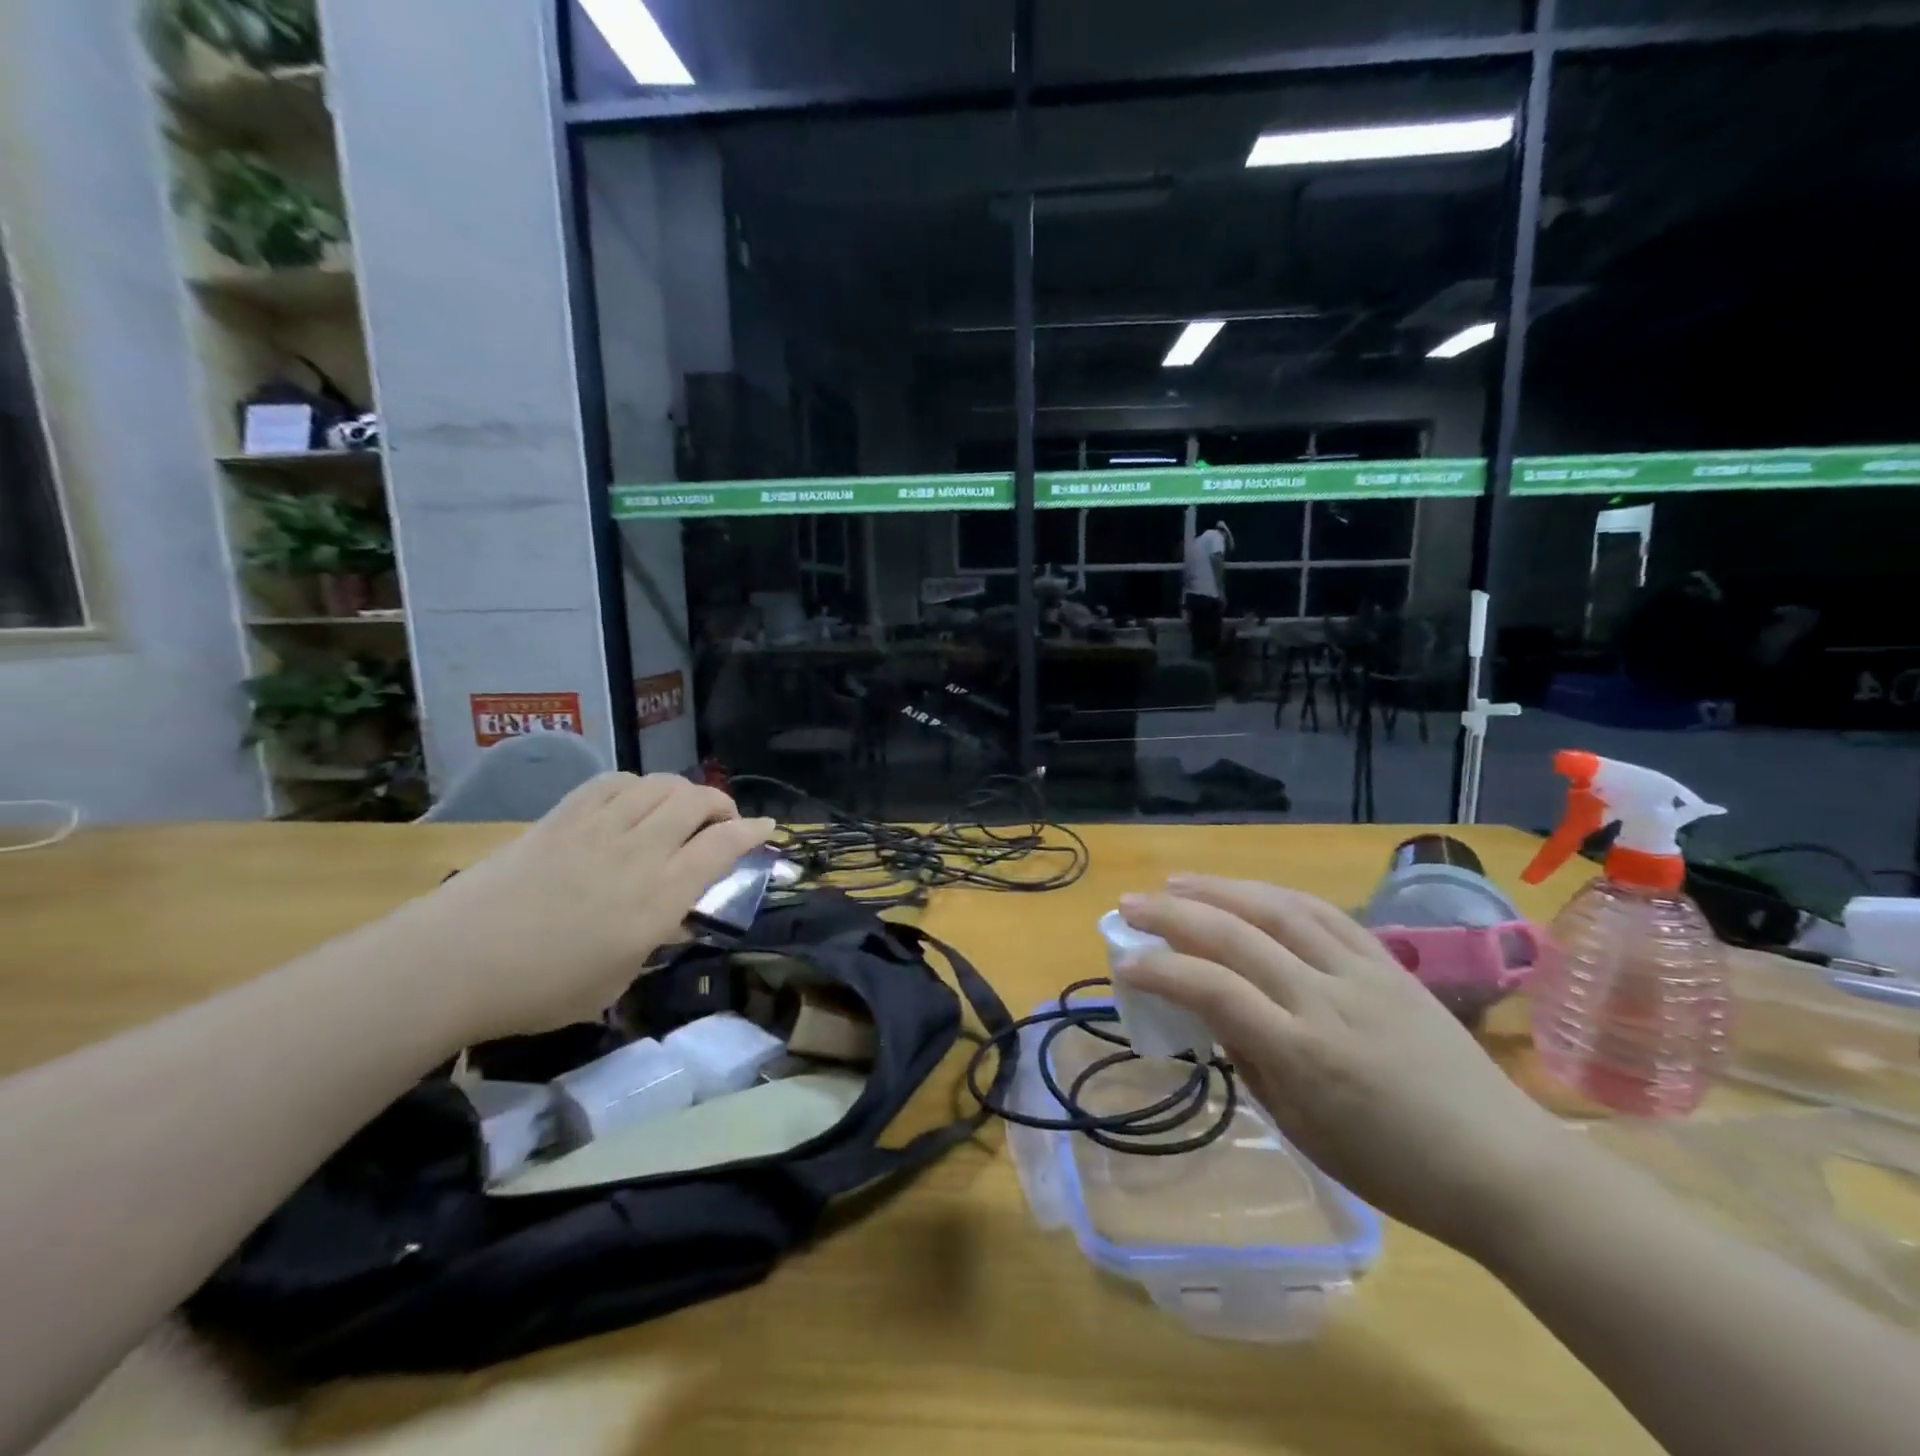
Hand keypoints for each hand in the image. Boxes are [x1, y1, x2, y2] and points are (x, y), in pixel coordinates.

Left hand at [403, 773, 773, 1042]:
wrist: (452, 962)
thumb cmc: (540, 988)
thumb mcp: (614, 981)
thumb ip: (654, 942)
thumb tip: (675, 919)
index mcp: (659, 896)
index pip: (722, 847)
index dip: (752, 832)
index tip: (767, 828)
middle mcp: (639, 852)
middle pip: (696, 802)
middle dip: (722, 803)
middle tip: (724, 819)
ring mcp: (599, 828)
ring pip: (659, 785)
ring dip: (683, 791)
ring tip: (682, 807)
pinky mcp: (563, 817)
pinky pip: (612, 782)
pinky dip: (636, 785)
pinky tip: (633, 799)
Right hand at [1117, 876, 1569, 1258]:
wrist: (1504, 1167)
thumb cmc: (1394, 1169)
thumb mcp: (1302, 1129)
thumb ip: (1250, 1063)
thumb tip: (1214, 1014)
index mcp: (1302, 1053)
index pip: (1212, 989)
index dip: (1160, 969)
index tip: (1125, 963)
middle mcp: (1326, 1000)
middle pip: (1235, 935)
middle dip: (1173, 912)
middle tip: (1131, 903)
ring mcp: (1361, 974)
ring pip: (1277, 910)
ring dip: (1220, 889)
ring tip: (1178, 881)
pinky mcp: (1390, 964)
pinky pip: (1325, 915)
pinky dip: (1277, 896)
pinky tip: (1251, 893)